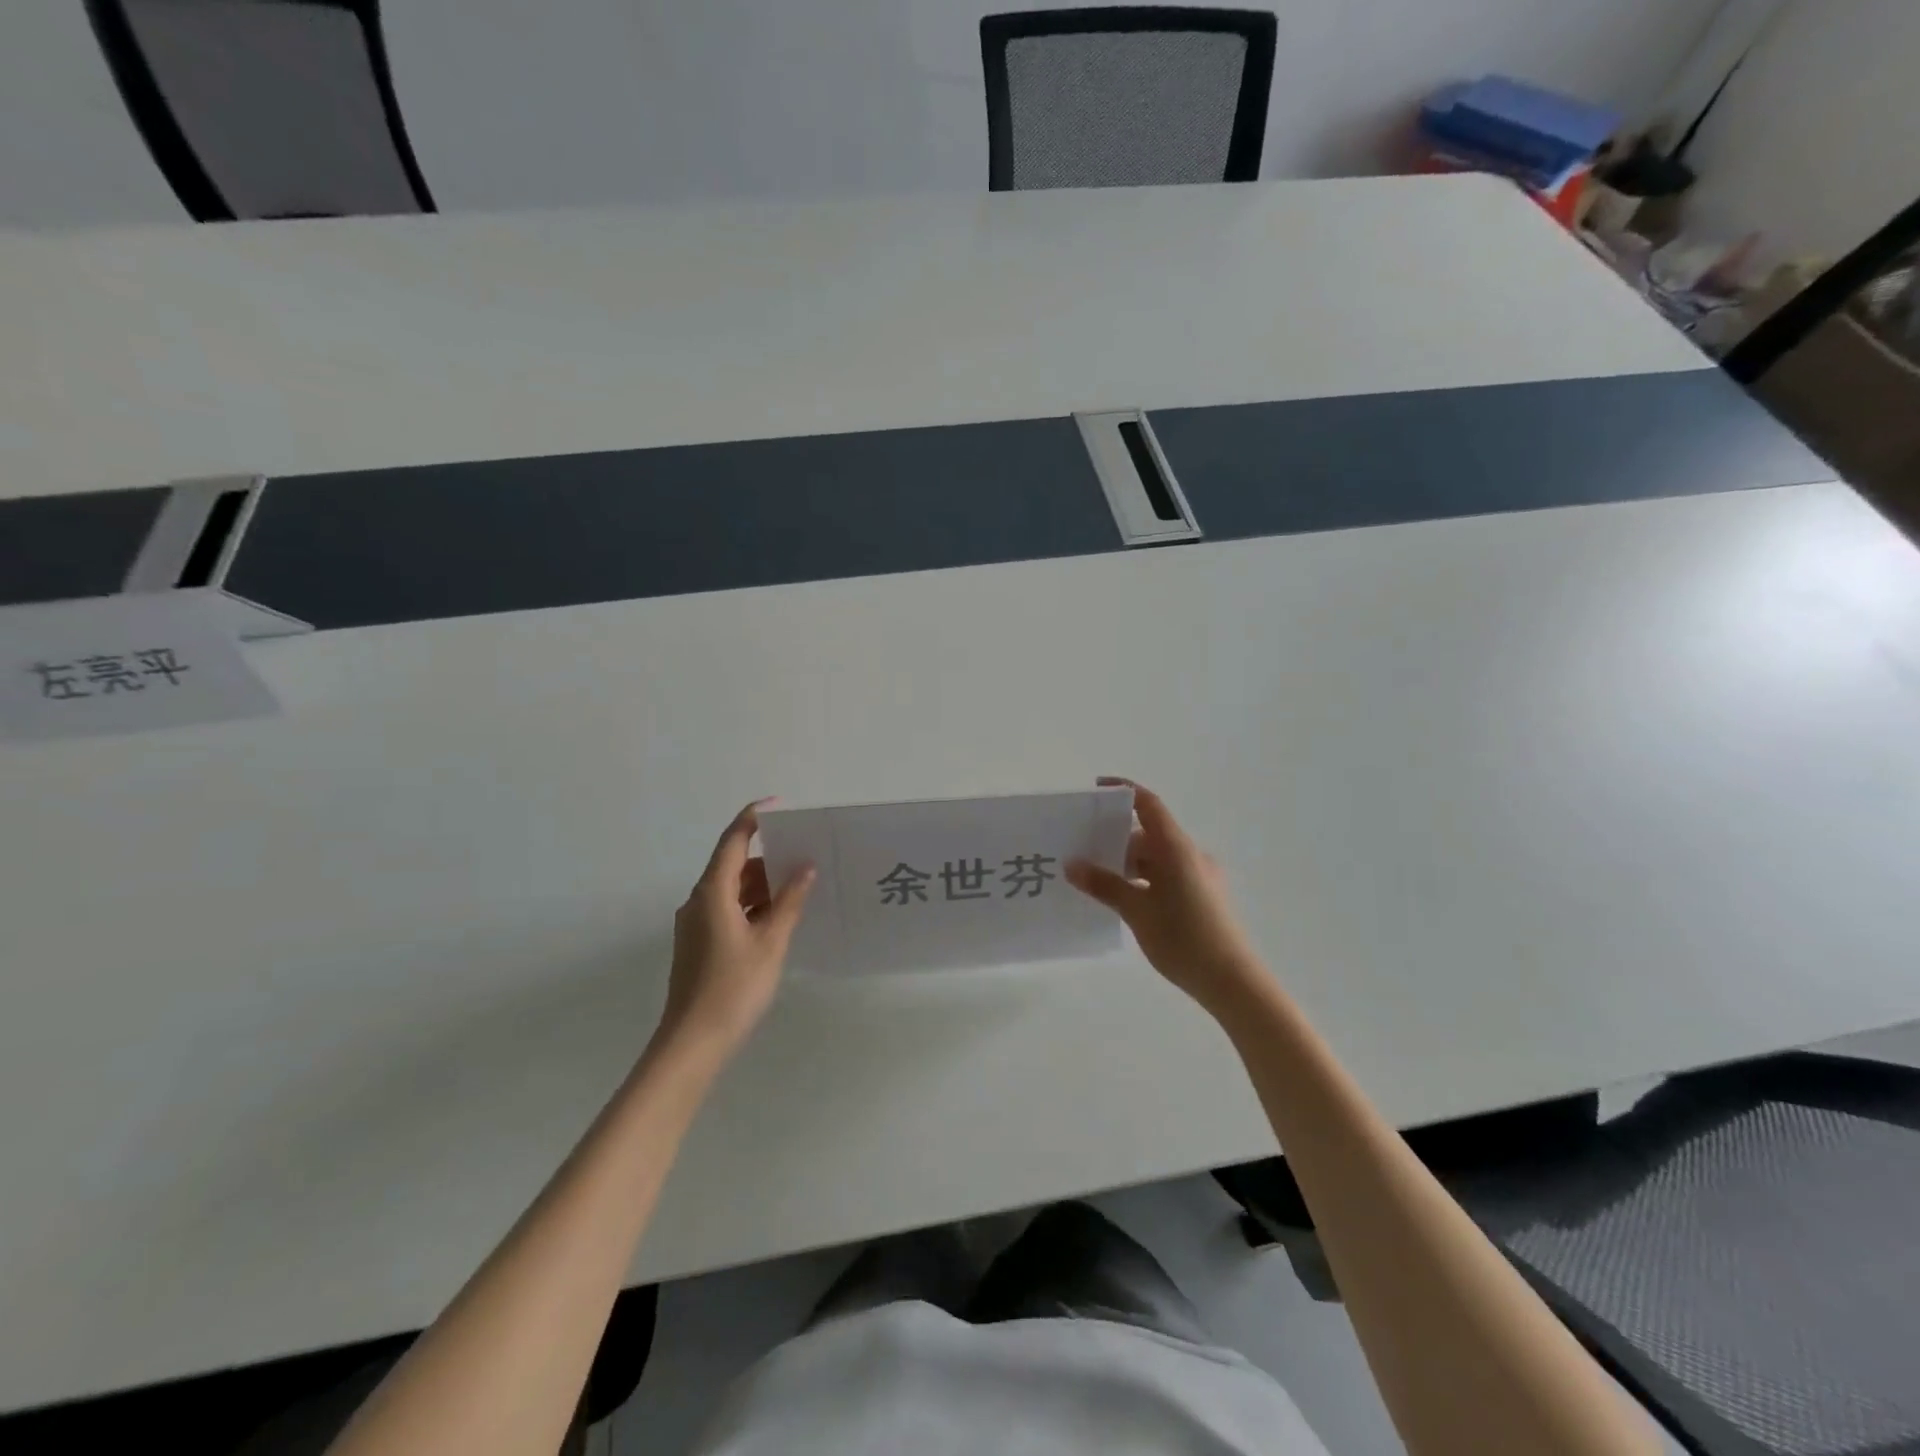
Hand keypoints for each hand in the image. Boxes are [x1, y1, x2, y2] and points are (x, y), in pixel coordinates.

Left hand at [659, 800, 814, 1055]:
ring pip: (731, 889)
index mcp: (712, 893)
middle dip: (767, 857)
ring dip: (761, 885)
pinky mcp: (698, 943)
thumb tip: (805, 868)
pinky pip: (727, 909)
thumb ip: (789, 902)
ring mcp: (695, 923)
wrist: (692, 1043)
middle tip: (804, 853)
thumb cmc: (734, 987)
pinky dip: (752, 905)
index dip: (753, 818)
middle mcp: (698, 901)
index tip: (779, 806)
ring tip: (799, 886)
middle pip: (732, 864)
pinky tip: (779, 917)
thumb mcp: (771, 942)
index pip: (733, 841)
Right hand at [1066, 778, 1268, 1018]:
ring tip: (1097, 880)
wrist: (1233, 981)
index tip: (1096, 790)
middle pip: (1149, 834)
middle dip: (1116, 840)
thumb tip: (1072, 864)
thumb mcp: (1136, 911)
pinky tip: (1125, 901)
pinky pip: (1167, 875)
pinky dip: (1144, 880)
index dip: (1123, 792)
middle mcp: (1191, 854)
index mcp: (1176, 848)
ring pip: (1157, 858)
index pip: (1148, 805)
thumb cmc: (1183, 938)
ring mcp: (1200, 876)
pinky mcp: (1203, 896)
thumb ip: (1104, 885)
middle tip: (1082, 851)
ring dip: (1128, 864)